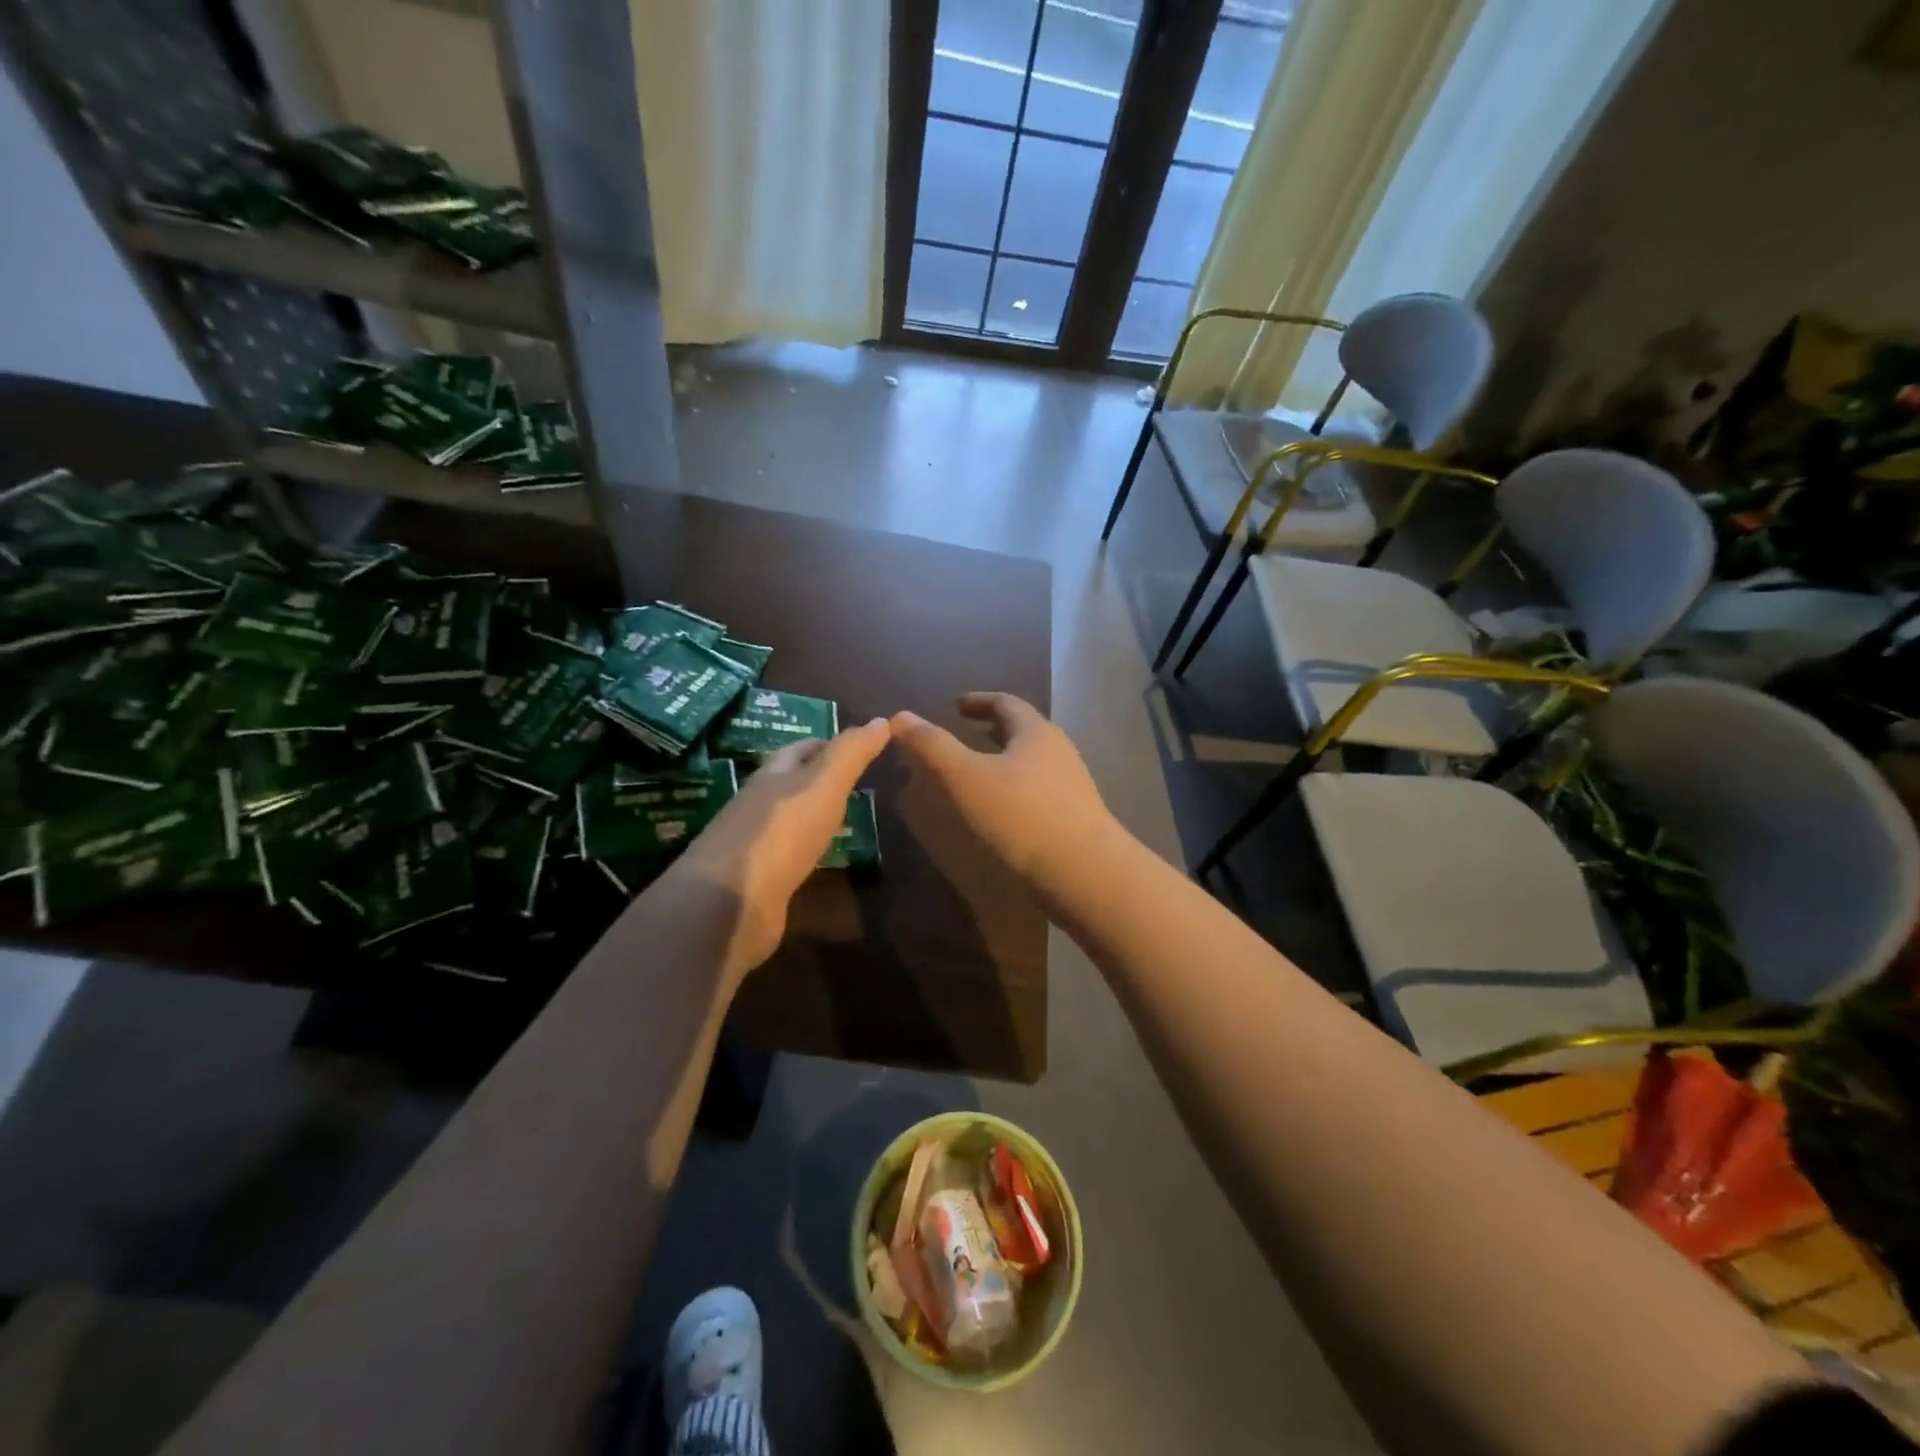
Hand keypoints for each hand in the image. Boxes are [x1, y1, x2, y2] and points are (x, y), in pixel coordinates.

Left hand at [677, 717, 891, 974]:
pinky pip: (787, 857)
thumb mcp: (824, 784)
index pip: (801, 749)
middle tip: (857, 785)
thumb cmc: (781, 832)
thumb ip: (851, 754)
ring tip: (846, 821)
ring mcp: (754, 845)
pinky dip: (806, 852)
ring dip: (813, 817)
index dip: (829, 744)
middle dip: (819, 780)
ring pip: (789, 821)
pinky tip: (821, 860)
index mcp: (772, 776)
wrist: (731, 901)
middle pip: (790, 783)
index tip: (860, 747)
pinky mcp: (756, 881)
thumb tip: (882, 720)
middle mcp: (759, 805)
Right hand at [891, 693, 1115, 894]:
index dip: (979, 700)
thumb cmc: (1021, 815)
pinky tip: (1001, 807)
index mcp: (1035, 732)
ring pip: (1032, 759)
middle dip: (993, 727)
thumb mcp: (966, 777)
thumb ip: (933, 746)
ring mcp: (1070, 784)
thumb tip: (900, 716)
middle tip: (966, 731)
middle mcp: (1058, 750)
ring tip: (979, 768)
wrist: (1082, 871)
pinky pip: (1038, 787)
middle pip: (1023, 729)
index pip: (1006, 702)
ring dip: (1005, 757)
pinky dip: (1014, 784)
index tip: (957, 704)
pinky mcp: (1073, 814)